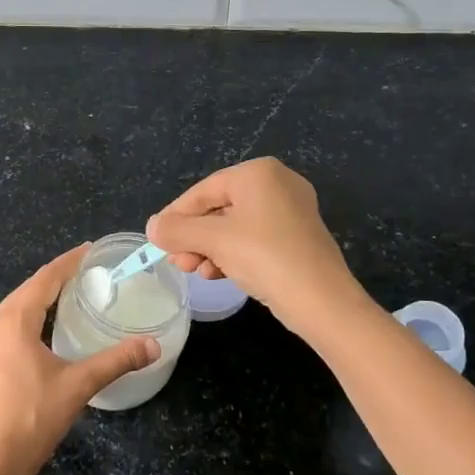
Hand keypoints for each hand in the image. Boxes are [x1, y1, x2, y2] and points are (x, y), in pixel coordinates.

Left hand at [0, 244, 158, 474]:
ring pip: (15, 308)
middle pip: (27, 290)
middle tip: (86, 270)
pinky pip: (6, 326)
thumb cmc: (32, 419)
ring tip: (68, 294)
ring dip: (40, 298)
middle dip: (56, 277)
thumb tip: (153, 346)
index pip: (45, 279)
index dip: (69, 262)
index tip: (90, 249)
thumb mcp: (78, 386)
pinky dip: (28, 318)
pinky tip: (43, 329)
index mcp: (13, 321)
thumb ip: (116, 361)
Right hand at [146, 157, 363, 336]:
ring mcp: (290, 210)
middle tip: (177, 262)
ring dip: (209, 248)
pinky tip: (217, 274)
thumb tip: (152, 227)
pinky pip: (253, 238)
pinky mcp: (296, 236)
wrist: (323, 301)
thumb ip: (177, 229)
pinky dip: (232, 254)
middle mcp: (277, 183)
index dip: (176, 216)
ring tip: (195, 272)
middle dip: (194, 237)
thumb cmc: (264, 257)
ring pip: (234, 226)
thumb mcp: (214, 240)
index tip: (157, 239)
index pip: (203, 190)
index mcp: (258, 173)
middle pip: (218, 208)